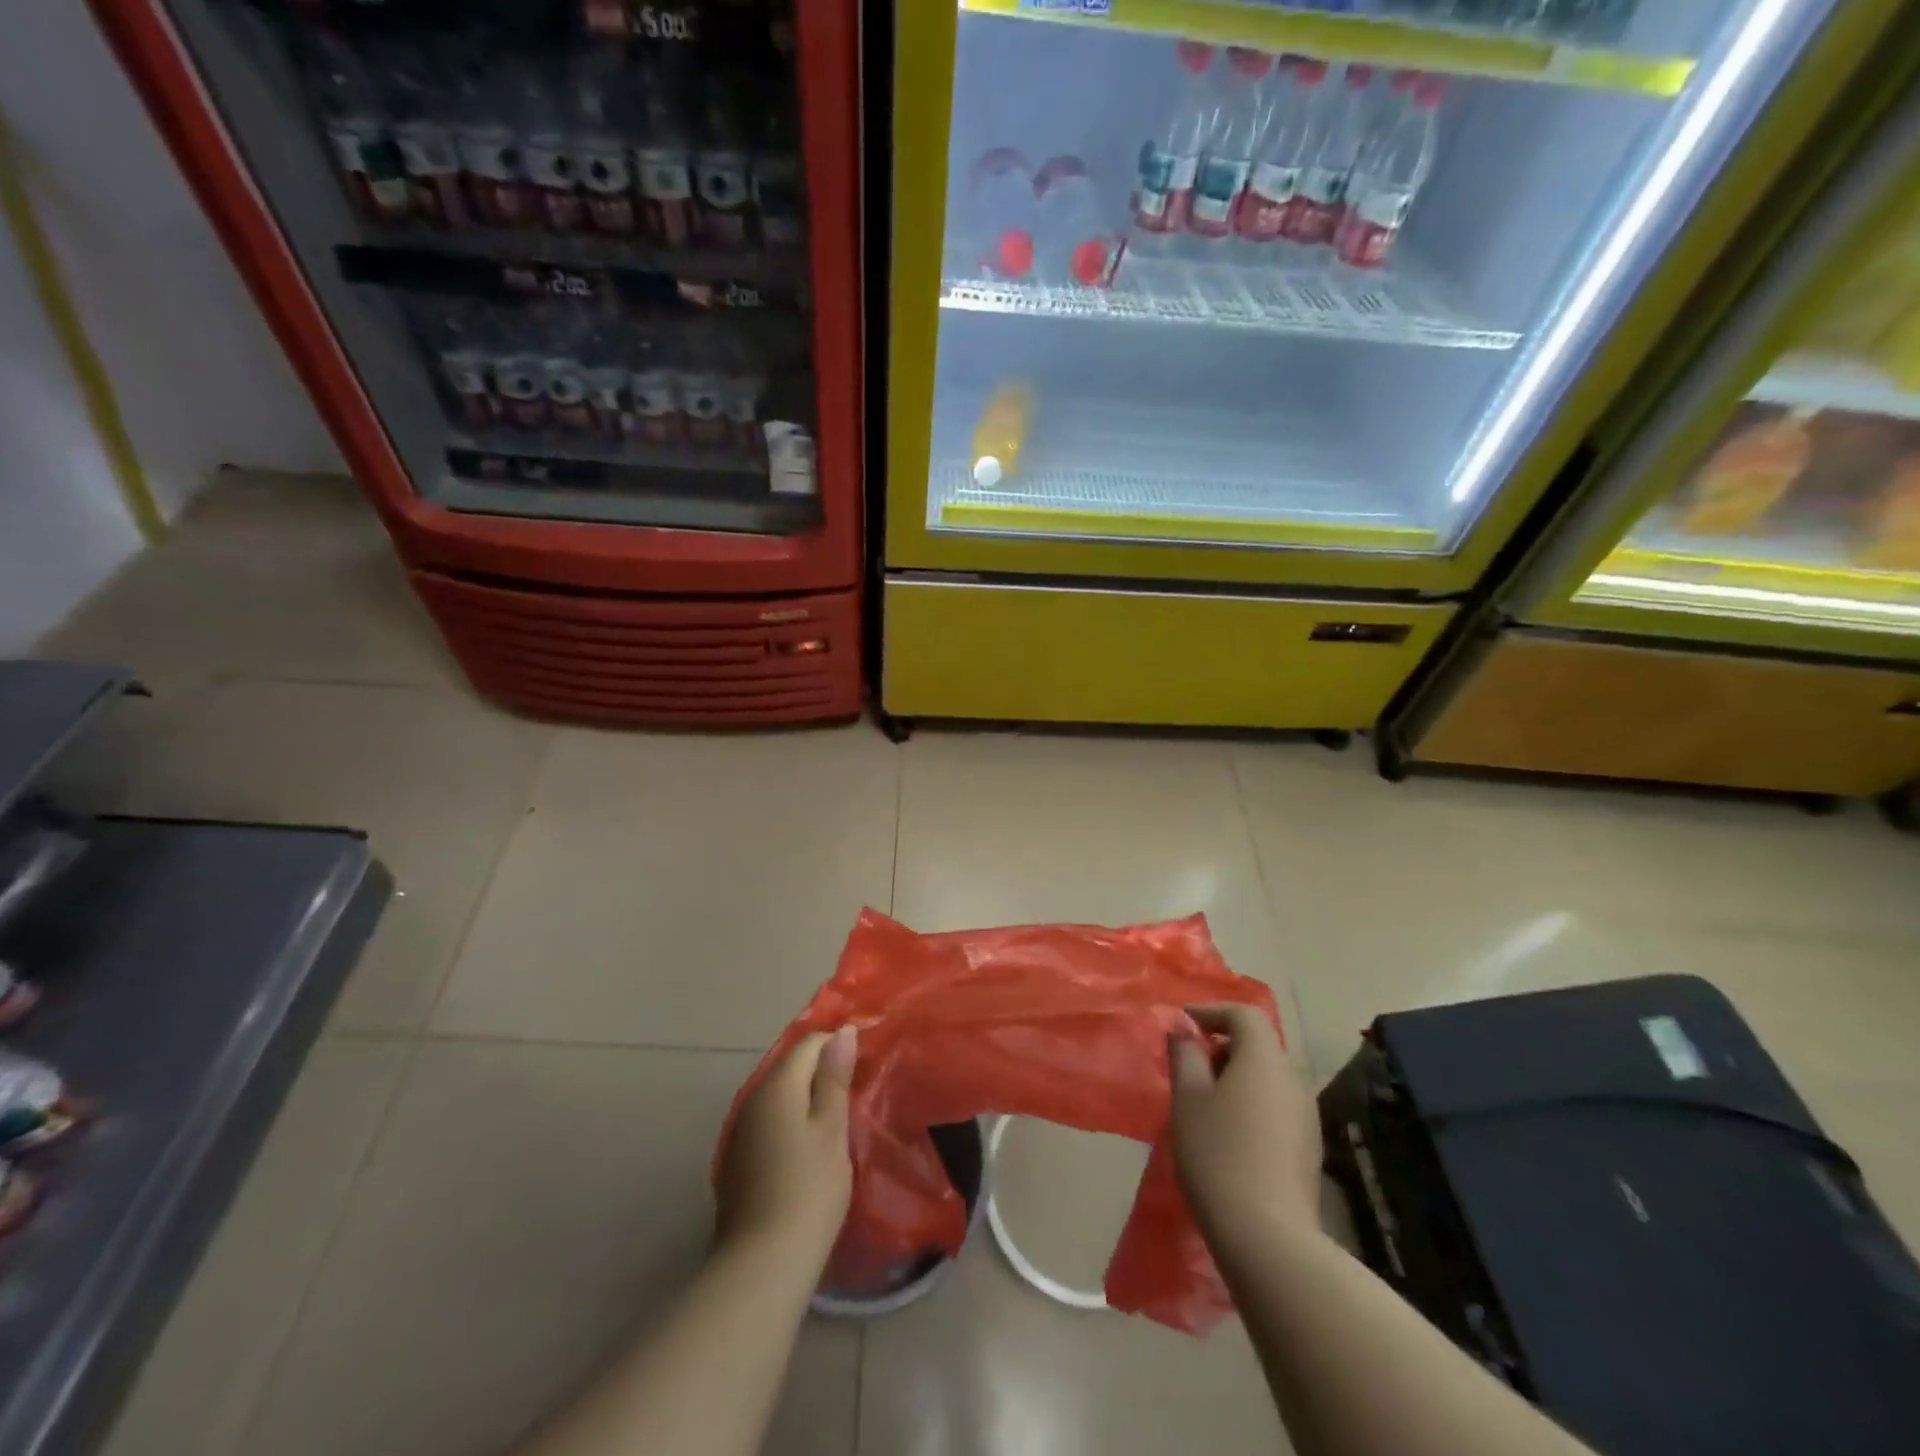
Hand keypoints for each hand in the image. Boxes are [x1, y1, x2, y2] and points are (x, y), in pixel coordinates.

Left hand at [715, 1027, 856, 1269]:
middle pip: (790, 1066)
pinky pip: (769, 1122)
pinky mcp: (737, 1160)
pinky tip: (807, 1146)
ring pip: (778, 1095)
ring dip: (805, 1097)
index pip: (809, 1043)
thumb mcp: (832, 1128)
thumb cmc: (809, 1189)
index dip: (837, 1045)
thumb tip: (841, 1031)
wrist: (762, 1263)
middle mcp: (752, 1098)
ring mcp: (740, 1130)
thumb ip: (835, 1077)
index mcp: (777, 1085)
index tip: (864, 1063)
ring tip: (836, 1115)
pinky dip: (790, 1121)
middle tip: (855, 1089)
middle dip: (821, 1070)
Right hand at [1169, 1004, 1322, 1261]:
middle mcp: (1292, 1080)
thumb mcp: (1187, 1098)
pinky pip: (1275, 1107)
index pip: (1244, 1014)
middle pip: (1258, 1045)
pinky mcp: (1308, 1150)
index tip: (1182, 1025)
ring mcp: (1306, 1117)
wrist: (1268, 1238)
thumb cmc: (1218, 1154)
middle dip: (1221, 1046)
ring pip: (1267, 1078)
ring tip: (1203, 1103)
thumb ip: (1184, 1055)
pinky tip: (1227, 1135)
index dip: (1211, 1011)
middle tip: (1188, 1067)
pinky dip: (1250, 1104)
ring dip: (1235, 1077)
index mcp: (1264, 1060)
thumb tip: (1183, 1030)